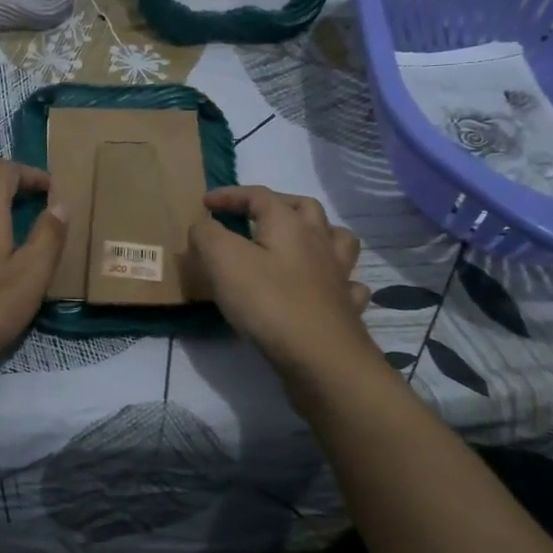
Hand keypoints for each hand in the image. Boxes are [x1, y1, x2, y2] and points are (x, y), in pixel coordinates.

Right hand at [189, 187, 375, 379]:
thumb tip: (205, 224)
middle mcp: (319, 242)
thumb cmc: (268, 302)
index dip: (230, 195)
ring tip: (300, 243)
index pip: (258, 195)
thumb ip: (208, 234)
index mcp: (288, 224)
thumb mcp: (222, 261)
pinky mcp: (346, 308)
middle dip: (279, 204)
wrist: (320, 357)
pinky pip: (348, 284)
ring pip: (338, 240)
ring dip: (319, 234)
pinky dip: (336, 280)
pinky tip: (325, 288)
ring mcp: (338, 275)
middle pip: (305, 208)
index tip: (205, 203)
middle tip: (255, 215)